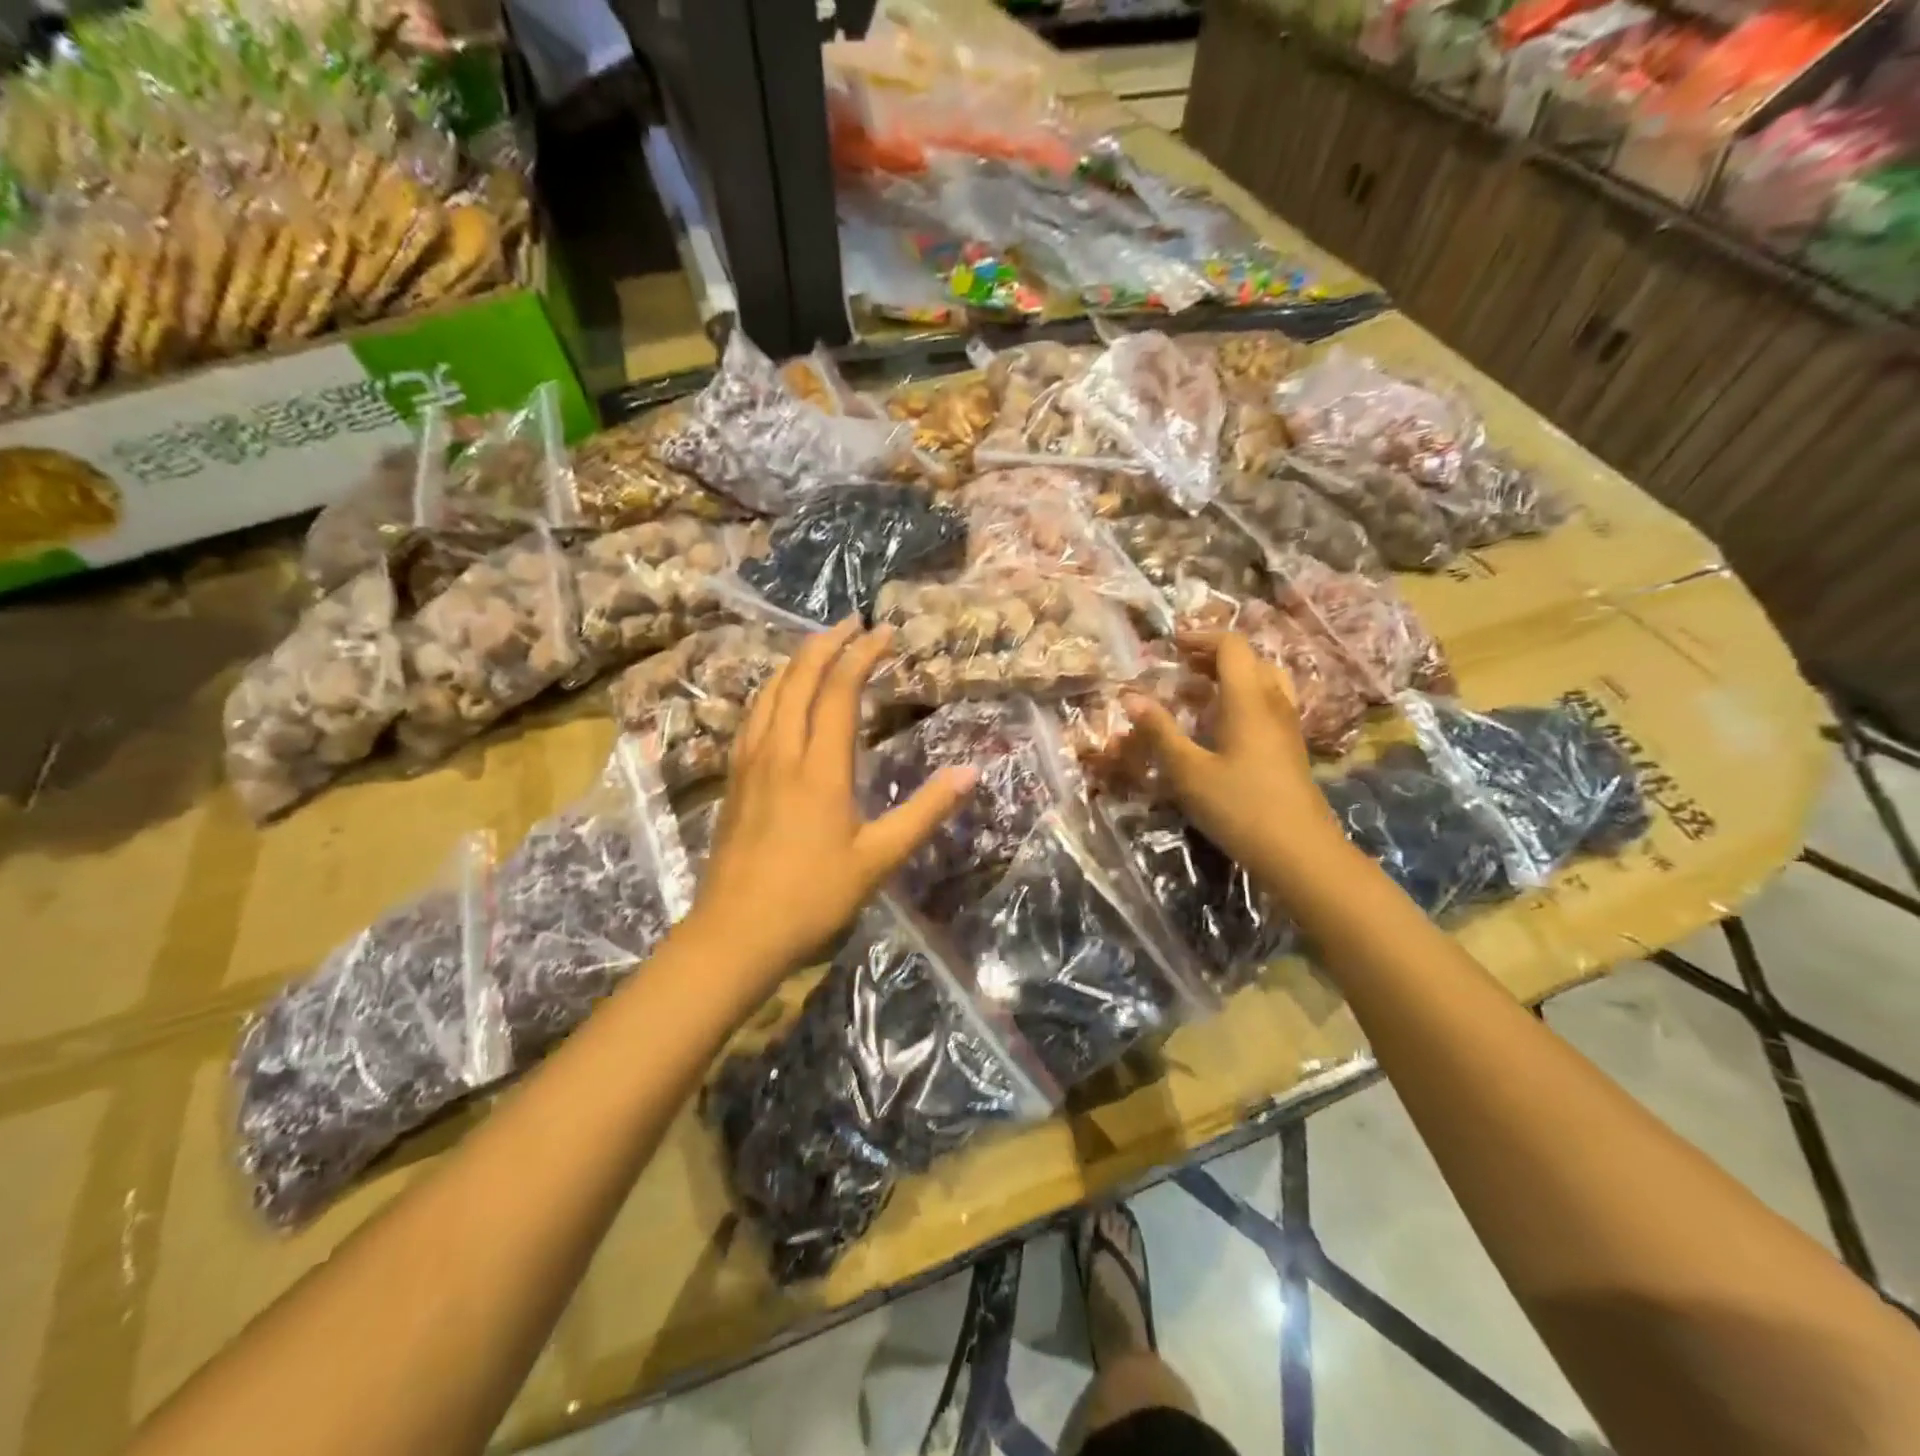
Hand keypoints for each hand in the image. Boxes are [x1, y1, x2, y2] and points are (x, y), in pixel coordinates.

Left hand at [686, 618, 976, 991]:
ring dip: (795, 661)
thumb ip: (924, 812)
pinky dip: (771, 690)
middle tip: (852, 622)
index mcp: (819, 767)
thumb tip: (970, 773)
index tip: (884, 632)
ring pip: (769, 692)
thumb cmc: (812, 897)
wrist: (736, 933)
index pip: (839, 691)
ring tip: (818, 646)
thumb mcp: (879, 859)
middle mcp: (781, 751)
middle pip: (798, 679)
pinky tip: (777, 696)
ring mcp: (750, 763)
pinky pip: (752, 716)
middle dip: (825, 643)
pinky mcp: (734, 779)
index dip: (862, 655)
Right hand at [1123, 632, 1347, 882]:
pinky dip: (1244, 699)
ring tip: (1199, 693)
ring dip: (1232, 677)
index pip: (1231, 646)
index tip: (1171, 646)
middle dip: (1214, 656)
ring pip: (1264, 681)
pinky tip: (1222, 726)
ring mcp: (1288, 726)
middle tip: (1181, 667)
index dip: (1201, 638)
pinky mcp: (1291, 748)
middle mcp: (1273, 703)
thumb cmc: (1239, 806)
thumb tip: (1130, 697)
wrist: (1299, 852)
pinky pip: (1269, 704)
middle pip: (1250, 659)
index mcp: (1248, 699)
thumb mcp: (1187, 771)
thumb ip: (1159, 731)